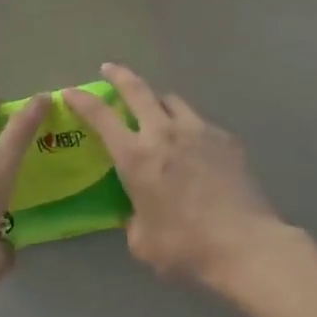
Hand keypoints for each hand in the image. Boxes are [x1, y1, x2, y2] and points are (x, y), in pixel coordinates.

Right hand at [64, 64, 283, 287]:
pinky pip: (200, 123)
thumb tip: (137, 214)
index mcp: (136, 157)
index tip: (70, 92)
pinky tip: (195, 147)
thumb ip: (133, 220)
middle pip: (137, 89)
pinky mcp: (226, 140)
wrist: (246, 246)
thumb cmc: (186, 247)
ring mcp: (198, 131)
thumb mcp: (143, 242)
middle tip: (109, 69)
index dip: (81, 100)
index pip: (100, 116)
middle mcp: (163, 133)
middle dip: (119, 75)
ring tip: (156, 110)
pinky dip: (189, 128)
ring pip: (171, 100)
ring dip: (157, 101)